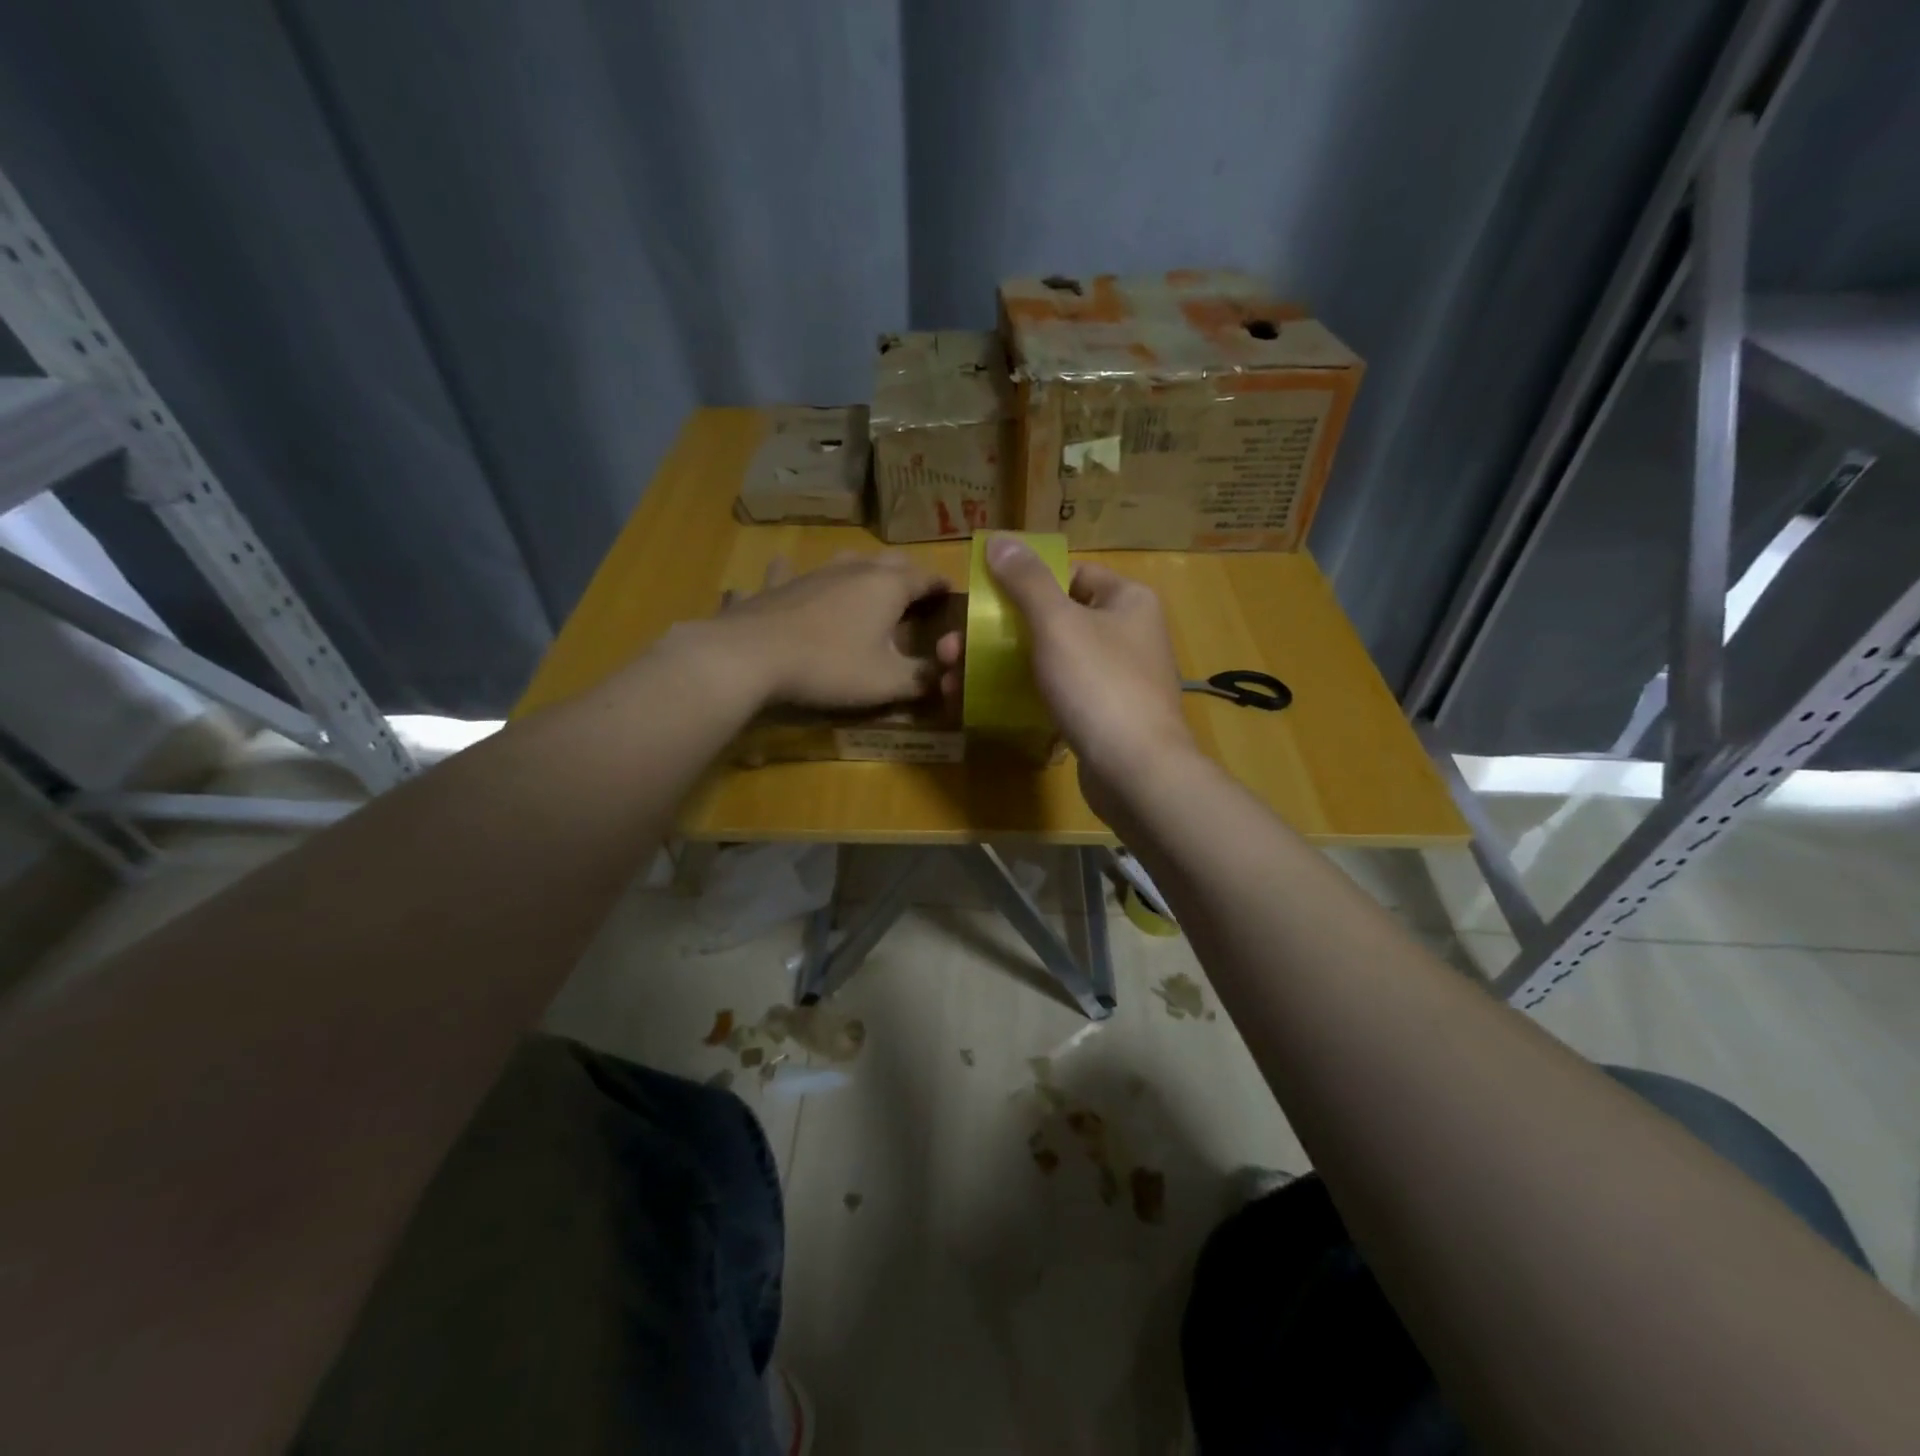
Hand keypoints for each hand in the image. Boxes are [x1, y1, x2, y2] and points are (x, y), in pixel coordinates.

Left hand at [690, 551, 949, 710]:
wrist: (752, 656)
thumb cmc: (831, 666)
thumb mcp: (887, 682)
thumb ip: (922, 678)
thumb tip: (943, 676)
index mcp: (887, 586)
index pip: (927, 577)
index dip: (942, 588)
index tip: (952, 599)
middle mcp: (852, 568)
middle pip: (889, 562)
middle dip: (907, 576)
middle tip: (915, 598)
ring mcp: (811, 573)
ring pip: (843, 560)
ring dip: (859, 570)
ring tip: (864, 585)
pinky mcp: (775, 586)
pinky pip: (785, 573)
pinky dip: (791, 574)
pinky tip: (783, 573)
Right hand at [939, 537, 1195, 807]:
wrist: (1136, 771)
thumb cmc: (1098, 684)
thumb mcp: (1057, 623)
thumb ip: (1027, 580)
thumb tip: (1000, 539)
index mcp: (1127, 600)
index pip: (1071, 574)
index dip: (1025, 582)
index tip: (983, 600)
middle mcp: (1127, 634)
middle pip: (1052, 619)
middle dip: (996, 633)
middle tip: (951, 649)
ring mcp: (1115, 678)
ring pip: (1048, 660)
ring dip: (999, 666)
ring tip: (952, 680)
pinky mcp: (1102, 716)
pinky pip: (1055, 694)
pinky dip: (1021, 694)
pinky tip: (982, 704)